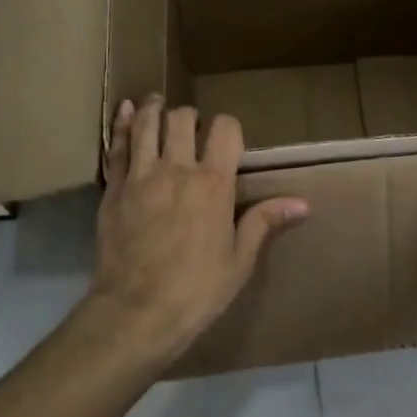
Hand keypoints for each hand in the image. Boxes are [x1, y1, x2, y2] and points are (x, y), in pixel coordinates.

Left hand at [84, 96, 307, 366]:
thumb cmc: (196, 290)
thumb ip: (264, 222)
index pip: (225, 130)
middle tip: (192, 128)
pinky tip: (125, 111)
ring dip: (155, 110)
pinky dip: (121, 124)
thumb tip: (302, 203)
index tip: (228, 139)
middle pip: (182, 119)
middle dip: (191, 117)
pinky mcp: (113, 189)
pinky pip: (116, 146)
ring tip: (158, 104)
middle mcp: (177, 169)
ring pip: (146, 124)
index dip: (229, 127)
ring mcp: (140, 176)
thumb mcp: (239, 260)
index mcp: (213, 184)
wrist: (136, 312)